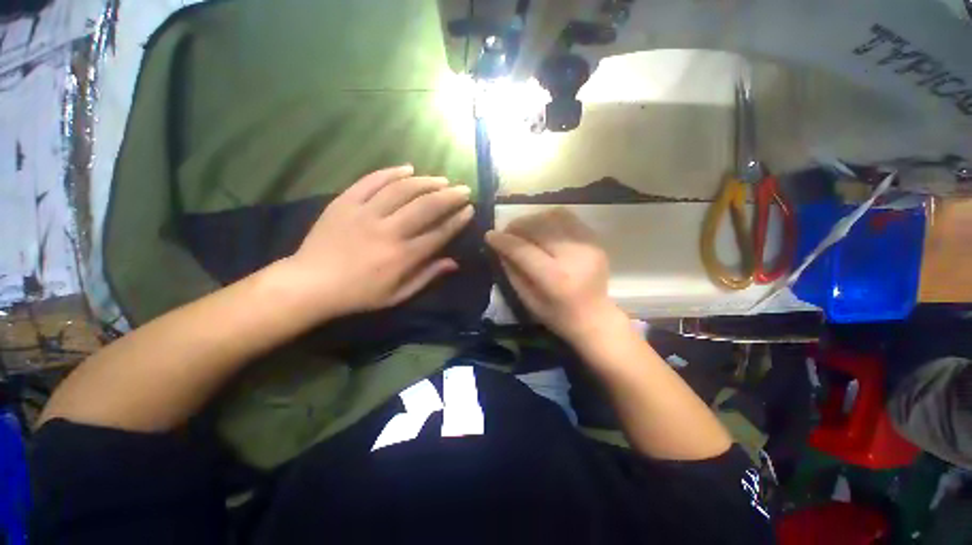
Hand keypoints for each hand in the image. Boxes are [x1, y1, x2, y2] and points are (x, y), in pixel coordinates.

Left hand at [281, 165, 472, 318]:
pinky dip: (391, 172)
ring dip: (426, 182)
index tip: (469, 210)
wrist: (310, 283)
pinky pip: (371, 181)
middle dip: (450, 196)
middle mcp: (389, 231)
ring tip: (442, 179)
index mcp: (403, 256)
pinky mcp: (345, 202)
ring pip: (402, 190)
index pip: (439, 233)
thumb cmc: (359, 294)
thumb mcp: (398, 295)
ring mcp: (365, 213)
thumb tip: (453, 263)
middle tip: (463, 189)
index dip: (457, 220)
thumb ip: (426, 276)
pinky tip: (408, 168)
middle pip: (426, 207)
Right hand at [486, 207, 625, 343]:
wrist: (594, 317)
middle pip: (539, 227)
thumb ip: (512, 270)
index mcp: (555, 279)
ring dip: (532, 219)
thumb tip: (499, 245)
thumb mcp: (527, 299)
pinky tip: (541, 228)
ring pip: (553, 217)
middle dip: (517, 226)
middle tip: (506, 232)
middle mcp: (574, 257)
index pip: (524, 250)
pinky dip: (549, 219)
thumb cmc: (557, 315)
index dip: (504, 241)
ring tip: (523, 229)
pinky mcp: (595, 240)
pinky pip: (568, 218)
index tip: (489, 235)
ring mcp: (588, 245)